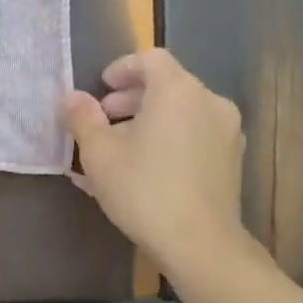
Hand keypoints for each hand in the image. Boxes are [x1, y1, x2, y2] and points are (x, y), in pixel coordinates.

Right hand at [60, 49, 255, 273]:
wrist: (200, 243)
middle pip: (167, 85)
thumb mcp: (99, 154)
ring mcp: (226, 131)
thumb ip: (82, 118)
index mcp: (177, 90)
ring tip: (119, 150)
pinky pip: (194, 135)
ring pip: (181, 112)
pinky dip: (169, 139)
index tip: (101, 89)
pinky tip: (145, 169)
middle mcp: (209, 101)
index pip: (150, 59)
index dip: (122, 68)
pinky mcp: (231, 159)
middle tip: (103, 121)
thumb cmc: (143, 190)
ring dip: (149, 121)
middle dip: (131, 98)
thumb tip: (71, 97)